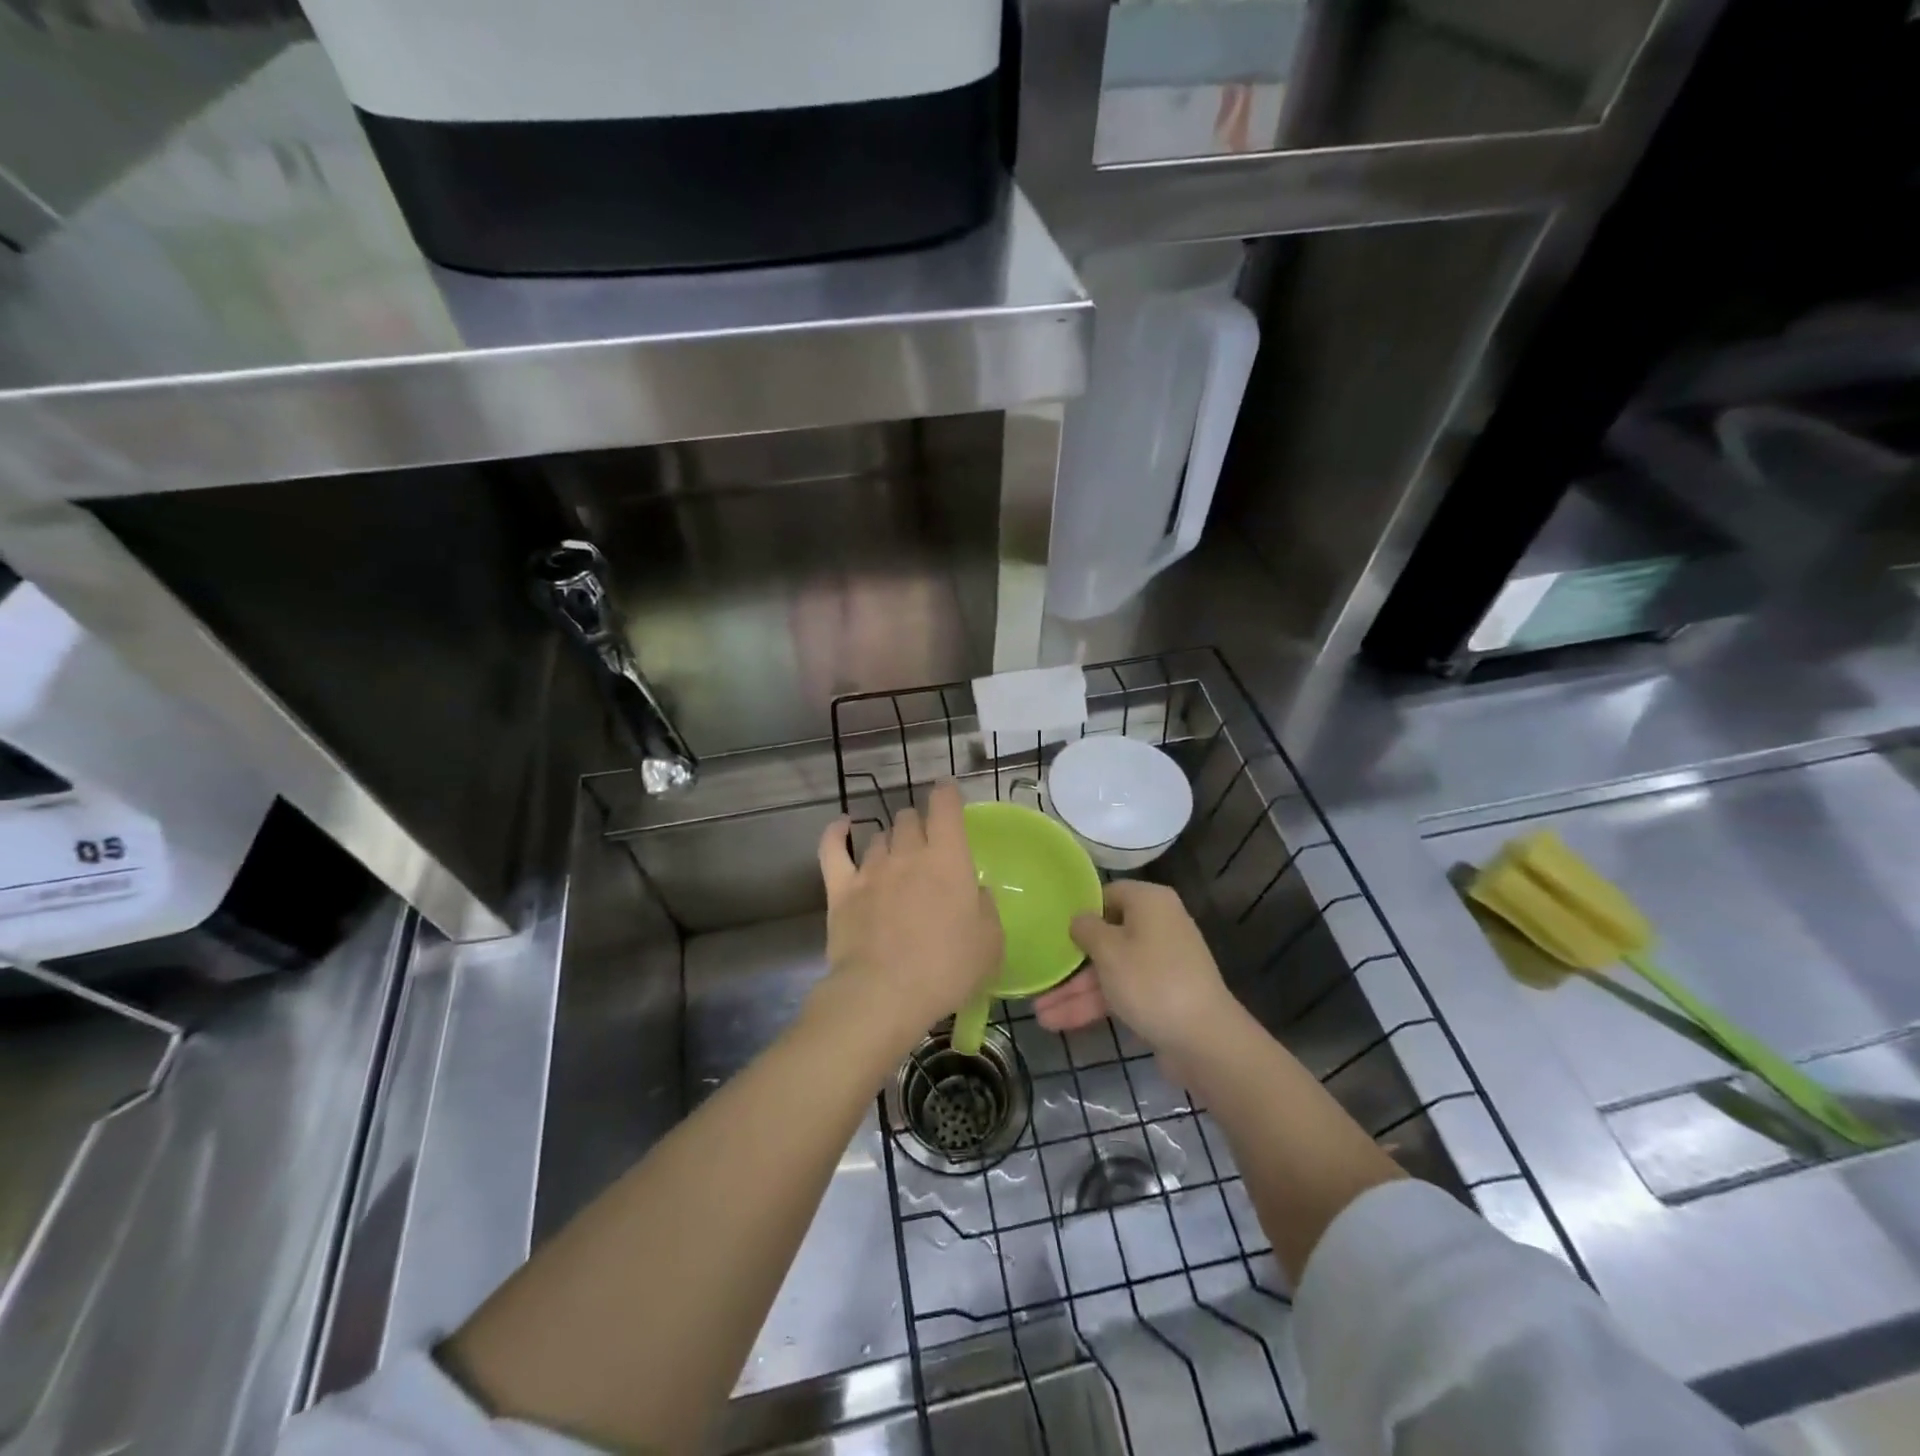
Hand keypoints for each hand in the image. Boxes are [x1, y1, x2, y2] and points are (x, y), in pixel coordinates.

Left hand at [815, 781, 1002, 1046]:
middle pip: (909, 819)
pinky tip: (842, 826)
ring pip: (880, 836)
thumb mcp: (990, 944)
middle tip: (927, 845)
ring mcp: (871, 870)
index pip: (946, 807)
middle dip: (919, 824)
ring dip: (891, 840)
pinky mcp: (840, 890)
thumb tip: (975, 892)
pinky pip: (833, 849)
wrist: (883, 994)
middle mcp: (908, 854)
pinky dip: (836, 833)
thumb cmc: (946, 969)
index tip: (948, 792)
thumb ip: (985, 909)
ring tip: (896, 857)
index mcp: (948, 859)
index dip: (947, 794)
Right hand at [1034, 880, 1239, 1058]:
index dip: (1080, 909)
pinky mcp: (1160, 996)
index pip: (1108, 894)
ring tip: (1040, 1013)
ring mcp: (1160, 964)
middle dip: (1071, 963)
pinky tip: (1060, 1022)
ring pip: (1110, 970)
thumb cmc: (1151, 981)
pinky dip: (1095, 1005)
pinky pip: (1121, 992)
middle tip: (1039, 975)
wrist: (1205, 1040)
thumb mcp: (1109, 950)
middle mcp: (1157, 926)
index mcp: (1150, 902)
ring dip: (1076, 990)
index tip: (1051, 927)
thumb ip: (1086, 929)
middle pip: (1106, 937)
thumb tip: (1080, 920)